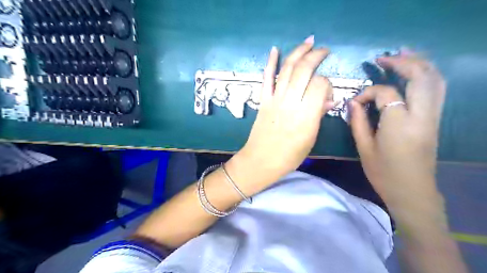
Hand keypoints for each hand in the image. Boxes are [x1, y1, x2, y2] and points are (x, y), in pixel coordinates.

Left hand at [227, 35, 334, 184]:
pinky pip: (266, 78)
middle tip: (324, 50)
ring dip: (298, 52)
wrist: (261, 161)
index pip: (320, 84)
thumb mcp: (310, 138)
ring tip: (308, 42)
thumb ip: (318, 115)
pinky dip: (270, 62)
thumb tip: (328, 100)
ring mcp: (274, 99)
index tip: (328, 93)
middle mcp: (290, 101)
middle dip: (316, 55)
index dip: (327, 83)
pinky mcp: (263, 100)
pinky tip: (274, 49)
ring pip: (286, 69)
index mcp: (306, 114)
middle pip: (304, 70)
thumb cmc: (289, 155)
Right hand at [351, 52, 443, 220]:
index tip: (356, 102)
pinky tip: (414, 72)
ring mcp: (432, 117)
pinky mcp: (434, 121)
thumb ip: (357, 121)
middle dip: (402, 62)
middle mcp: (421, 115)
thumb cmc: (383, 172)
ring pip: (434, 80)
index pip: (385, 93)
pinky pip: (436, 90)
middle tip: (383, 57)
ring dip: (419, 64)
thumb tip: (352, 102)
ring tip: (402, 55)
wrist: (412, 192)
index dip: (368, 93)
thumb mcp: (364, 148)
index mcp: (399, 124)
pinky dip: (427, 75)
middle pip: (420, 77)